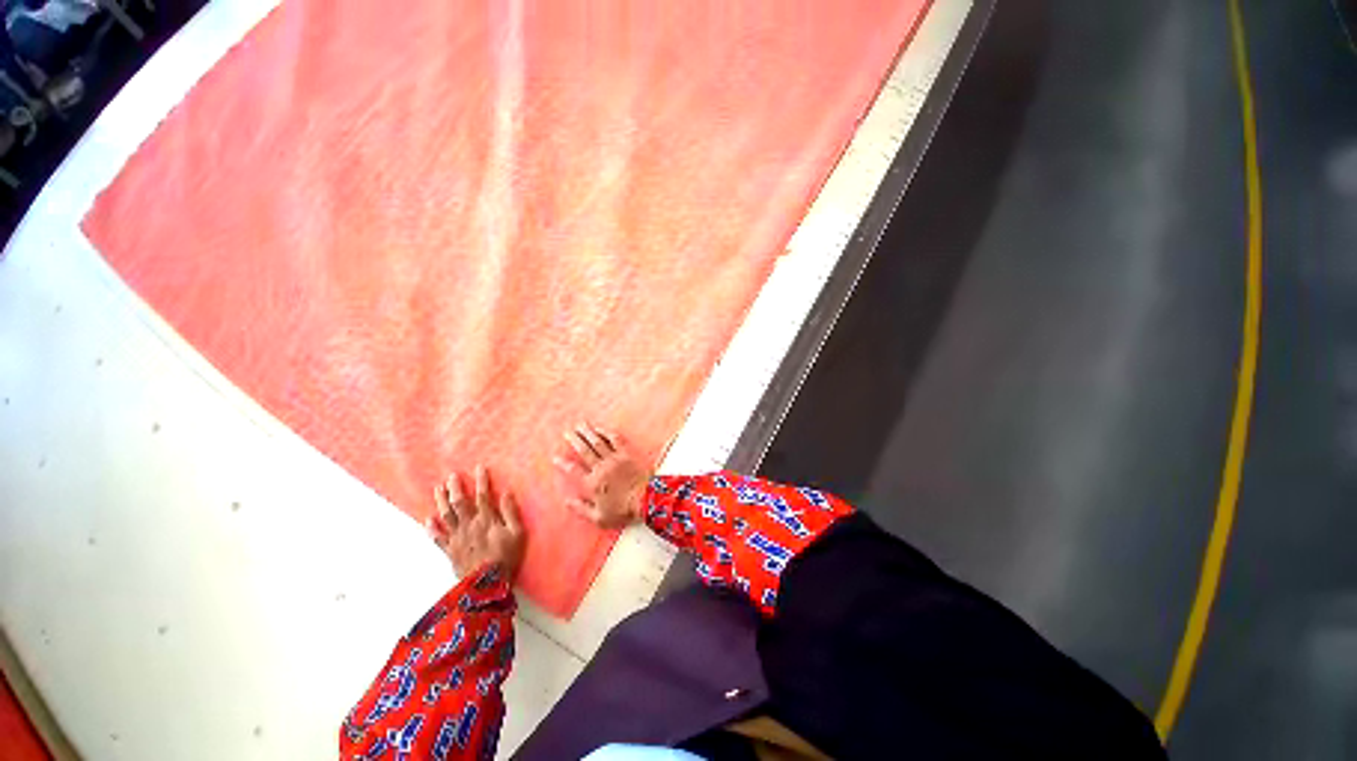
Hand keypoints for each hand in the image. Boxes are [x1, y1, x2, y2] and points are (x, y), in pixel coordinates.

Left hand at [426, 465, 526, 582]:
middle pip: (459, 503)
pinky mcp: (450, 551)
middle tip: (452, 475)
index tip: (479, 467)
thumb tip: (507, 492)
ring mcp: (457, 538)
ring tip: (438, 489)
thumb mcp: (518, 533)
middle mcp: (469, 525)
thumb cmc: (506, 557)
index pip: (483, 495)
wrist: (486, 586)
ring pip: (446, 516)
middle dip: (455, 487)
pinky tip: (428, 519)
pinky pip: (438, 538)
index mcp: (487, 520)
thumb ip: (511, 512)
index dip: (481, 480)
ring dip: (441, 501)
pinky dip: (431, 528)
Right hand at [553, 422, 648, 528]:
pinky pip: (615, 440)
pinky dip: (607, 433)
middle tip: (566, 432)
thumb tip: (566, 501)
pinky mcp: (627, 454)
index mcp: (592, 483)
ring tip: (580, 425)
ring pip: (598, 442)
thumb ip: (581, 509)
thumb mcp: (599, 517)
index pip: (573, 470)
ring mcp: (614, 459)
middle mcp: (601, 468)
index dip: (563, 463)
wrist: (646, 499)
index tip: (555, 457)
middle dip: (574, 440)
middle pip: (584, 451)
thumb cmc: (623, 510)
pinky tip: (600, 428)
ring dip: (588, 433)